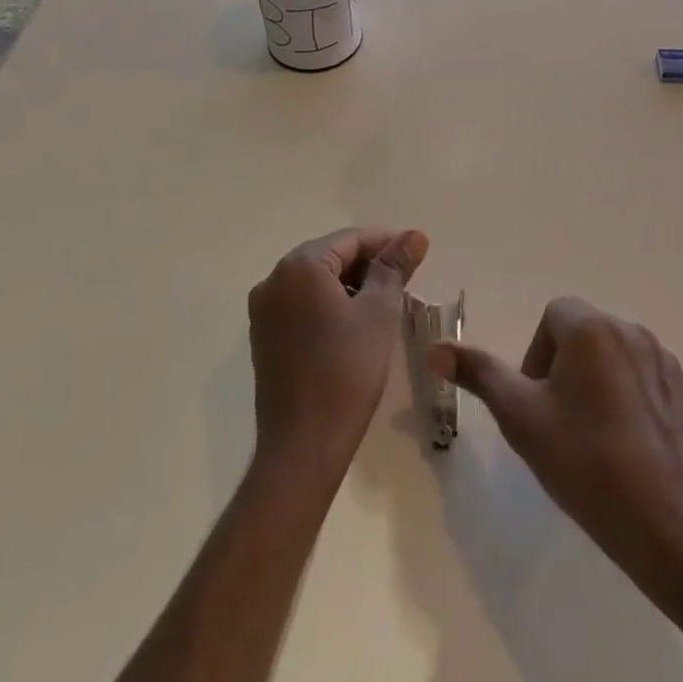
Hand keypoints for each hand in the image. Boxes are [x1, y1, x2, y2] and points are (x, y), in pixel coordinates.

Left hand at [248, 227, 428, 478]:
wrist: (303, 446)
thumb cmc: (347, 371)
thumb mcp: (380, 312)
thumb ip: (395, 267)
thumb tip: (415, 235)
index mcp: (299, 267)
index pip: (350, 239)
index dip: (387, 243)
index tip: (418, 253)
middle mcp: (274, 280)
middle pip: (330, 257)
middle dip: (369, 264)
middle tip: (406, 280)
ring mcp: (264, 311)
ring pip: (316, 282)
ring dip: (352, 286)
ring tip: (388, 302)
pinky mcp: (264, 338)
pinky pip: (303, 305)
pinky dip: (331, 305)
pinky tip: (357, 324)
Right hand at [429, 298, 682, 592]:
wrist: (669, 525)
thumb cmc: (586, 463)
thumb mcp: (521, 418)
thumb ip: (479, 374)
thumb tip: (435, 348)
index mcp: (592, 329)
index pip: (553, 315)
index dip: (536, 354)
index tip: (536, 400)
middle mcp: (633, 332)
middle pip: (585, 334)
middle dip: (566, 368)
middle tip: (559, 423)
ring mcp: (667, 364)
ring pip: (617, 358)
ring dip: (599, 383)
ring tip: (594, 439)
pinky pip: (648, 384)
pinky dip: (633, 403)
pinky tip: (629, 450)